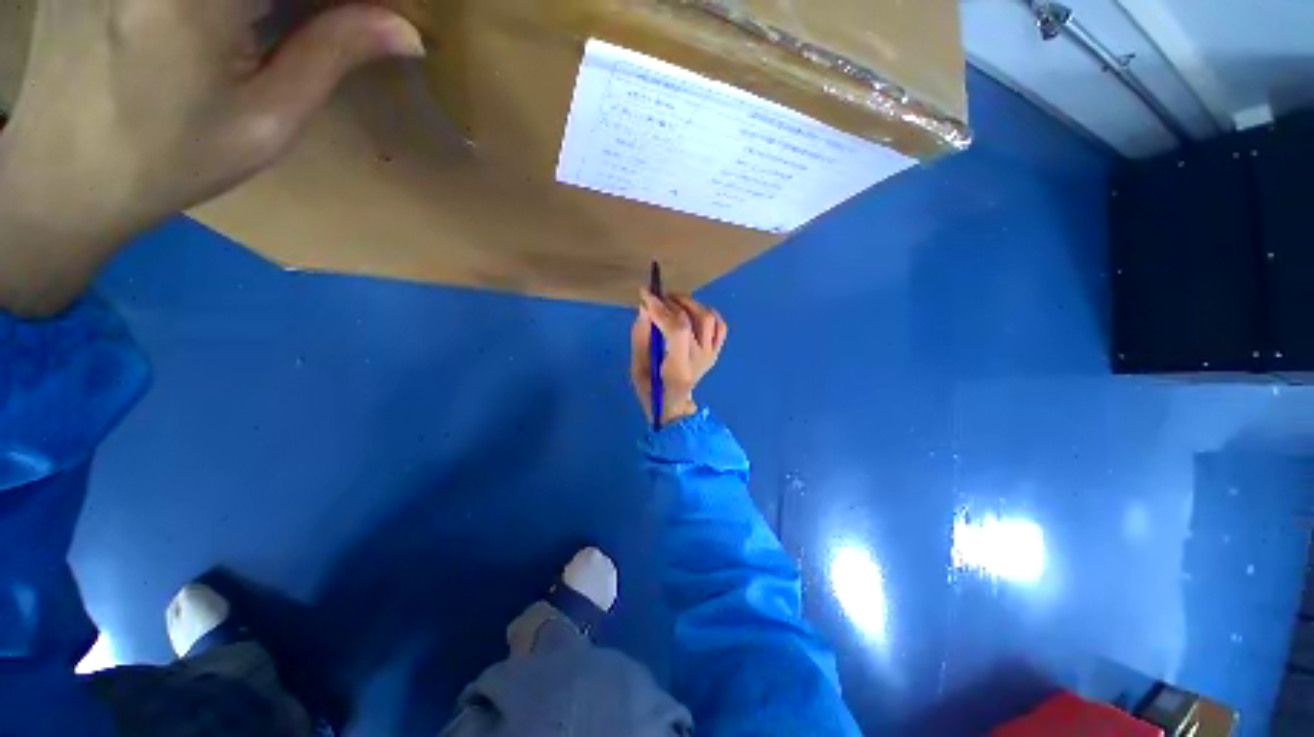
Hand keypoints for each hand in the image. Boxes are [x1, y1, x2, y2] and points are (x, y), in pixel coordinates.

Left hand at [0, 0, 424, 316]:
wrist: (64, 171)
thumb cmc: (171, 159)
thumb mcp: (267, 119)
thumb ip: (332, 55)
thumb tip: (406, 31)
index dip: (353, 0)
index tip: (380, 19)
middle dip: (319, 1)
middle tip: (348, 23)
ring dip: (282, 4)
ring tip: (301, 27)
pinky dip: (247, 3)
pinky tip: (248, 23)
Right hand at [631, 291, 727, 426]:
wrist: (674, 405)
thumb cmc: (652, 390)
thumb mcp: (637, 368)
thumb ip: (640, 337)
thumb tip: (645, 308)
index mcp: (679, 368)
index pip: (677, 330)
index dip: (661, 309)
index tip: (645, 295)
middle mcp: (700, 359)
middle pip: (692, 320)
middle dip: (671, 303)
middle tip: (655, 298)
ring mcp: (711, 355)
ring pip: (708, 318)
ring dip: (689, 304)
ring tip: (672, 302)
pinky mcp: (715, 351)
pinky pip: (720, 326)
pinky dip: (708, 312)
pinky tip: (692, 311)